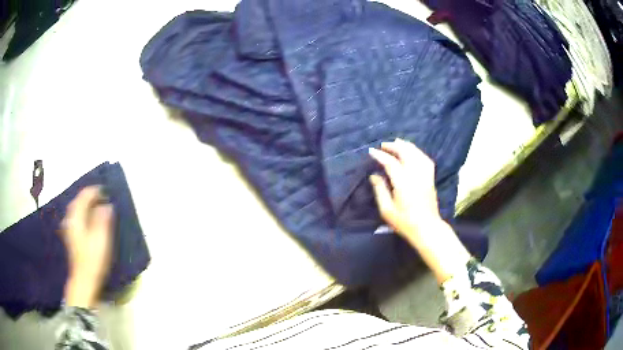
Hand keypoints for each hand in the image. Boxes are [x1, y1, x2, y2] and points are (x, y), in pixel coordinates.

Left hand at [60, 186, 113, 308]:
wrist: (84, 279)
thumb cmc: (93, 259)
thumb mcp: (101, 239)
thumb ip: (103, 220)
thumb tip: (107, 205)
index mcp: (77, 217)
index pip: (84, 196)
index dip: (94, 191)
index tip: (106, 191)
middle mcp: (70, 219)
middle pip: (77, 201)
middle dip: (88, 196)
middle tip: (101, 196)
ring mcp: (69, 228)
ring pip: (75, 209)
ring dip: (84, 204)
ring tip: (95, 205)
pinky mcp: (71, 236)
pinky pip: (75, 217)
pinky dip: (81, 212)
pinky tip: (86, 217)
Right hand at [369, 139, 470, 283]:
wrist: (427, 228)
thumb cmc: (405, 222)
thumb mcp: (387, 210)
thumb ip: (380, 191)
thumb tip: (374, 176)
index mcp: (403, 183)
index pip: (391, 163)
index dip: (381, 156)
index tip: (372, 152)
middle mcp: (415, 176)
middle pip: (406, 153)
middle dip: (394, 146)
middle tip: (383, 145)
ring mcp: (425, 176)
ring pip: (417, 154)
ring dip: (406, 146)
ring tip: (397, 142)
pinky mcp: (430, 179)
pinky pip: (426, 160)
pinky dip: (418, 152)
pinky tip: (413, 152)